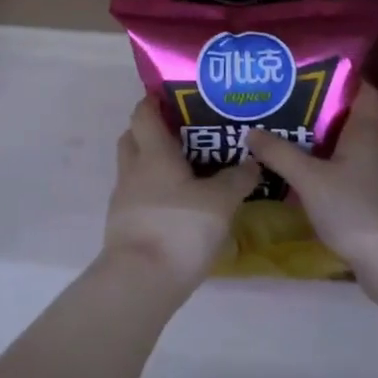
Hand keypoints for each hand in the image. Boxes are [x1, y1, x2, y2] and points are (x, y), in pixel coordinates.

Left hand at [107, 96, 259, 293]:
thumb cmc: (179, 228)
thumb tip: (253, 161)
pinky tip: (178, 206)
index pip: (143, 113)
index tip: (174, 97)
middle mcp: (133, 169)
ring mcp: (124, 199)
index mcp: (152, 153)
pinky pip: (138, 196)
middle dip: (152, 131)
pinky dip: (154, 193)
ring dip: (153, 164)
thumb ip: (237, 179)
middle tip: (183, 133)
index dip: (153, 101)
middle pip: (133, 137)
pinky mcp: (124, 226)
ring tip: (186, 171)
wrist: (141, 281)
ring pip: (134, 168)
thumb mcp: (220, 202)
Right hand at [246, 85, 377, 277]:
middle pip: (345, 114)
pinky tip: (295, 168)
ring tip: (280, 128)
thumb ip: (279, 153)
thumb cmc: (354, 208)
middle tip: (280, 98)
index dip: (340, 75)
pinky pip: (341, 166)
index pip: (361, 88)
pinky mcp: (367, 194)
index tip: (308, 70)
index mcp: (364, 129)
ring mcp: (372, 170)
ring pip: (341, 142)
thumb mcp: (310, 178)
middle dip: (315, 106)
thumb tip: (250, 131)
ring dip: (315, 136)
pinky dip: (320, 162)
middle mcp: (372, 144)